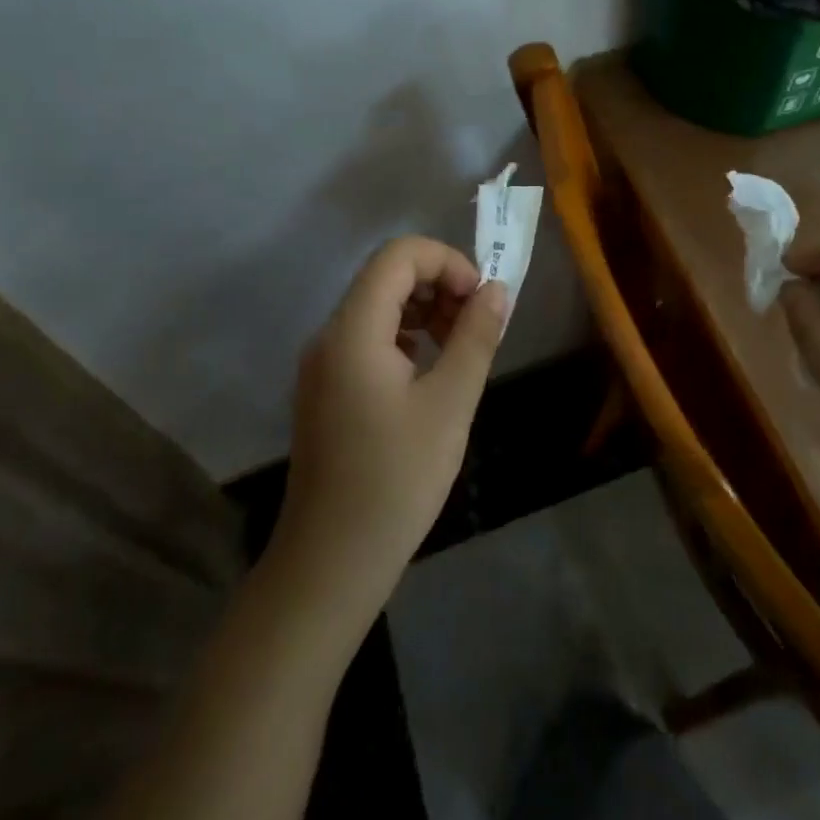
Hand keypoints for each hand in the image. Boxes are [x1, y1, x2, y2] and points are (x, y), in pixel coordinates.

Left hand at [271, 237, 508, 623]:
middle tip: (477, 325)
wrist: (330, 563)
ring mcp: (323, 363)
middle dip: (439, 284)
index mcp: (354, 330)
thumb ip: (475, 337)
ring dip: (425, 310)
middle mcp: (330, 335)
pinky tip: (430, 372)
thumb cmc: (395, 481)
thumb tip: (497, 289)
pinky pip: (368, 337)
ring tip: (461, 348)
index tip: (480, 298)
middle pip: (387, 276)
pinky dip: (405, 336)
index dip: (447, 262)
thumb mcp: (450, 404)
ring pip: (378, 305)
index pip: (399, 256)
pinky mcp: (326, 387)